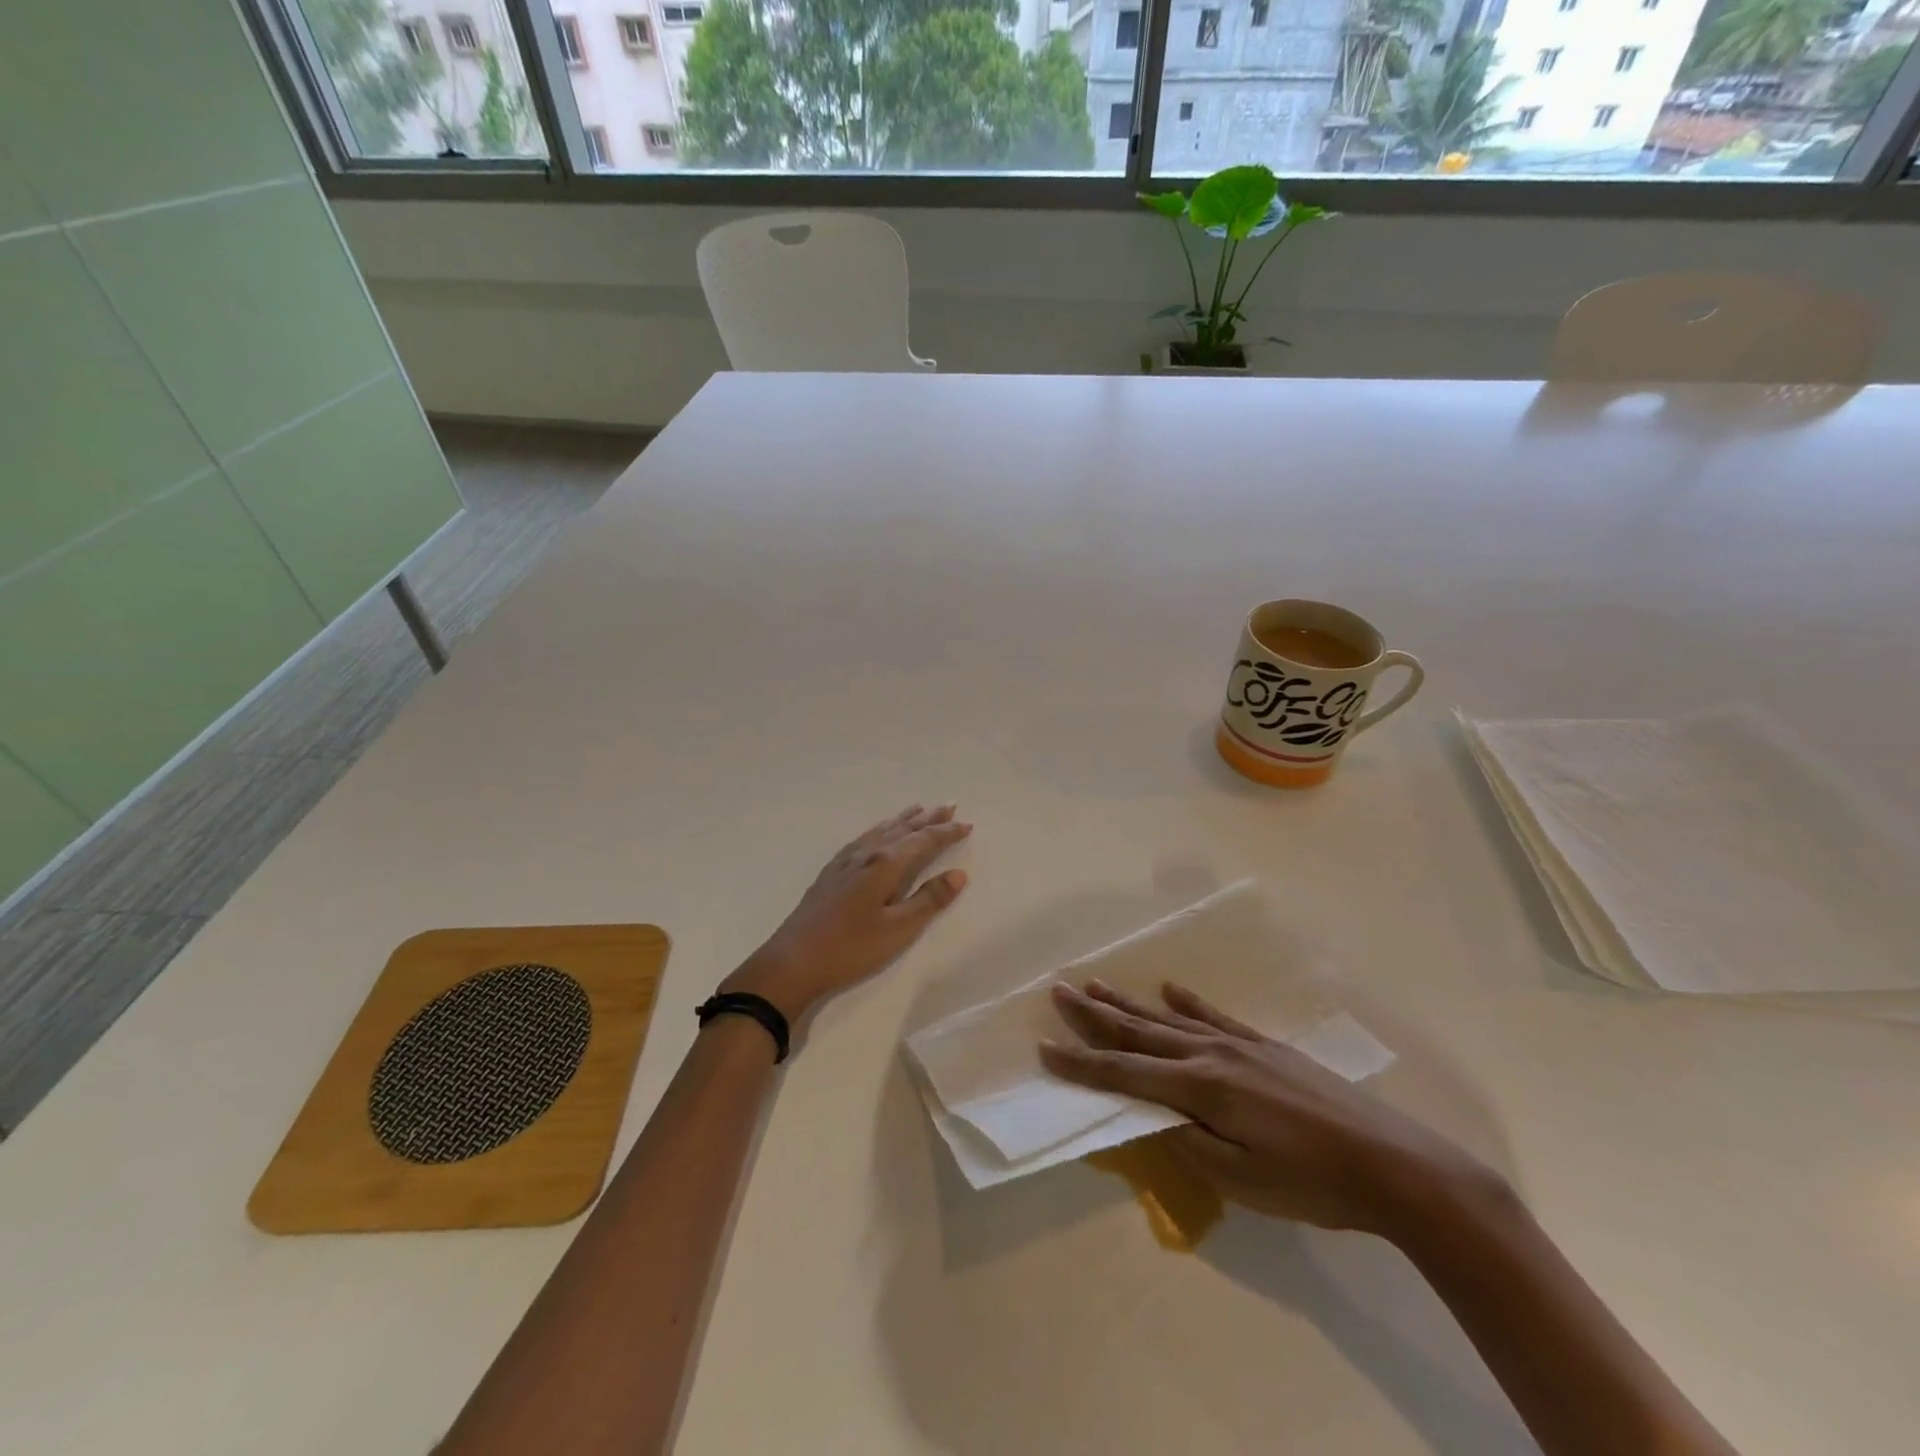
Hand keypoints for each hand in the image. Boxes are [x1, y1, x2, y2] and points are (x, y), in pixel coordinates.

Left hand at [722, 804, 971, 1021]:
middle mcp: (866, 854)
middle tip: (948, 806)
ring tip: (917, 810)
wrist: (793, 960)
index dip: (946, 833)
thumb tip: (958, 874)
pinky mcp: (831, 873)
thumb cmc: (851, 947)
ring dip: (903, 820)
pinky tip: (876, 835)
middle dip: (928, 819)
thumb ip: (929, 900)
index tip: (967, 824)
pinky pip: (863, 839)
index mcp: (885, 865)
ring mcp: (845, 862)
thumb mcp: (898, 929)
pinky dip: (879, 830)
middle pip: (902, 830)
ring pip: (881, 831)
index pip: (923, 841)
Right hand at [1040, 980, 1494, 1239]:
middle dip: (1094, 1015)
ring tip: (1095, 984)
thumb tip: (1153, 1115)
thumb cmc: (1311, 1182)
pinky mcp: (1264, 1045)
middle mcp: (1210, 1053)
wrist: (1392, 1162)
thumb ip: (1188, 1141)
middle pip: (1139, 1032)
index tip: (1044, 1048)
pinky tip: (1169, 988)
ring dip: (1129, 1003)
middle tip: (1058, 990)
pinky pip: (1213, 1015)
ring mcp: (1239, 1044)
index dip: (1082, 1064)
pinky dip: (1187, 1001)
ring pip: (1168, 1018)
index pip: (1124, 1074)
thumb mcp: (1241, 1178)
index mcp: (1200, 1087)